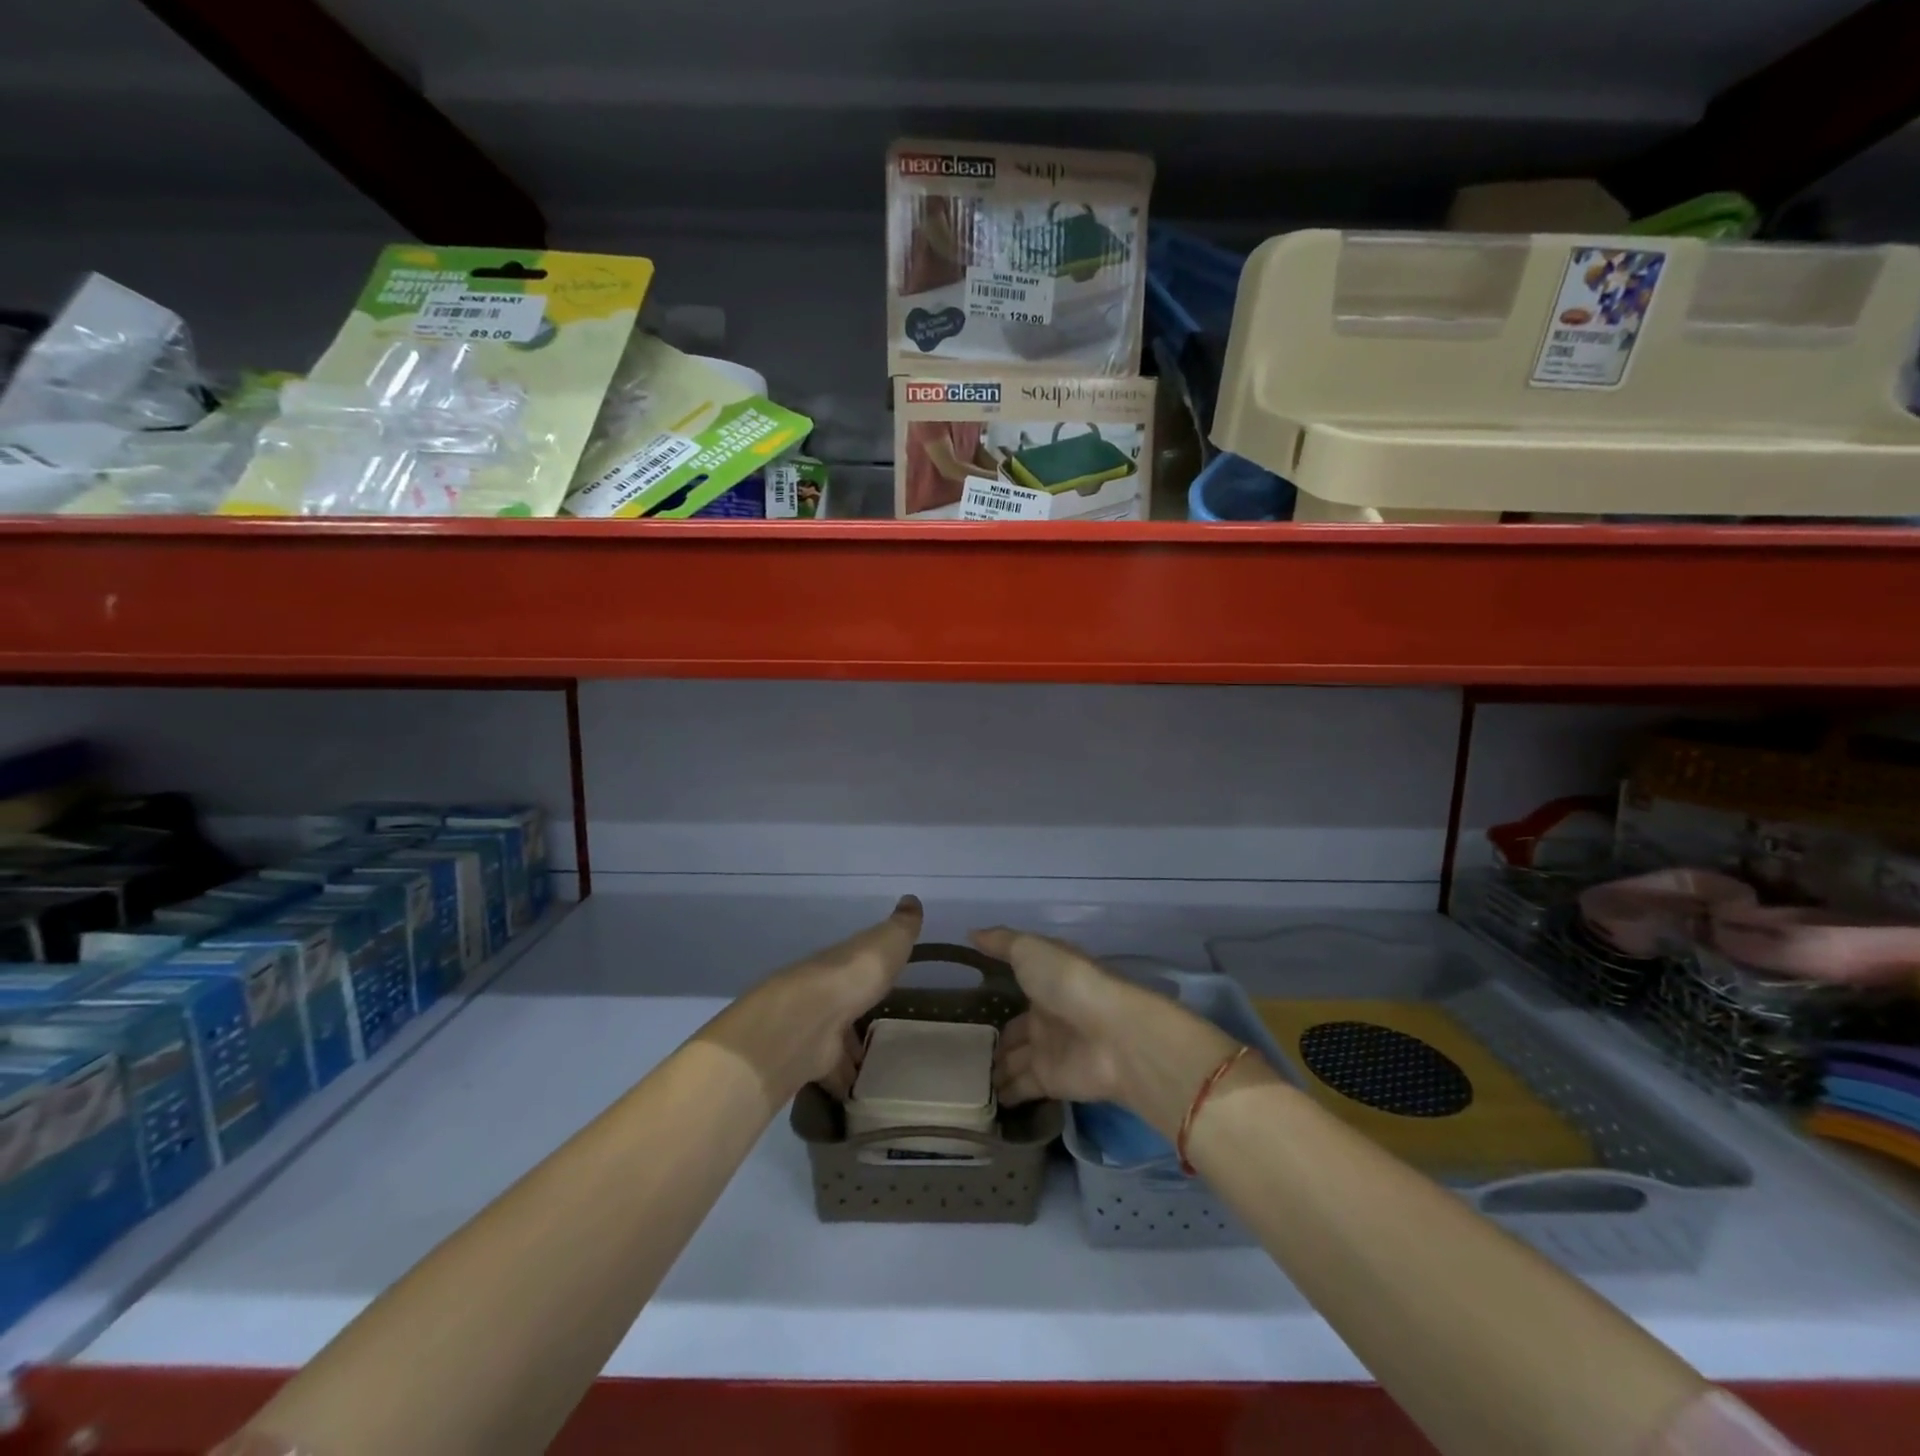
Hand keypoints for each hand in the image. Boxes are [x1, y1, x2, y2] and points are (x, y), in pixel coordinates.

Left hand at [712, 895, 922, 1102]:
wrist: (808, 1019)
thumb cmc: (854, 974)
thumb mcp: (888, 941)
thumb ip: (902, 925)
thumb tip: (911, 898)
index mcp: (845, 961)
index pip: (860, 960)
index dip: (874, 966)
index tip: (890, 974)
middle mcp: (827, 990)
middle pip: (846, 1000)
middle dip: (860, 1011)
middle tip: (885, 1026)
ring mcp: (817, 1027)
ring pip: (837, 1037)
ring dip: (851, 1049)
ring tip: (878, 1065)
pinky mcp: (813, 1060)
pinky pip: (833, 1071)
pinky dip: (844, 1080)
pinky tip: (862, 1093)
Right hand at [974, 925, 1255, 1134]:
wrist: (1110, 1035)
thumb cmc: (1068, 983)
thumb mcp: (1030, 950)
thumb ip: (1001, 944)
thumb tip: (971, 933)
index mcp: (1045, 981)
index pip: (1017, 987)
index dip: (995, 992)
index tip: (968, 999)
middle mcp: (1047, 1016)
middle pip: (1014, 1030)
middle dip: (993, 1039)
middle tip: (959, 1049)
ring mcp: (1049, 1051)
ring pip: (1013, 1061)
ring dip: (994, 1069)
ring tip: (961, 1077)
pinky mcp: (1050, 1082)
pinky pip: (1019, 1088)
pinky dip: (1003, 1094)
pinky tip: (978, 1099)